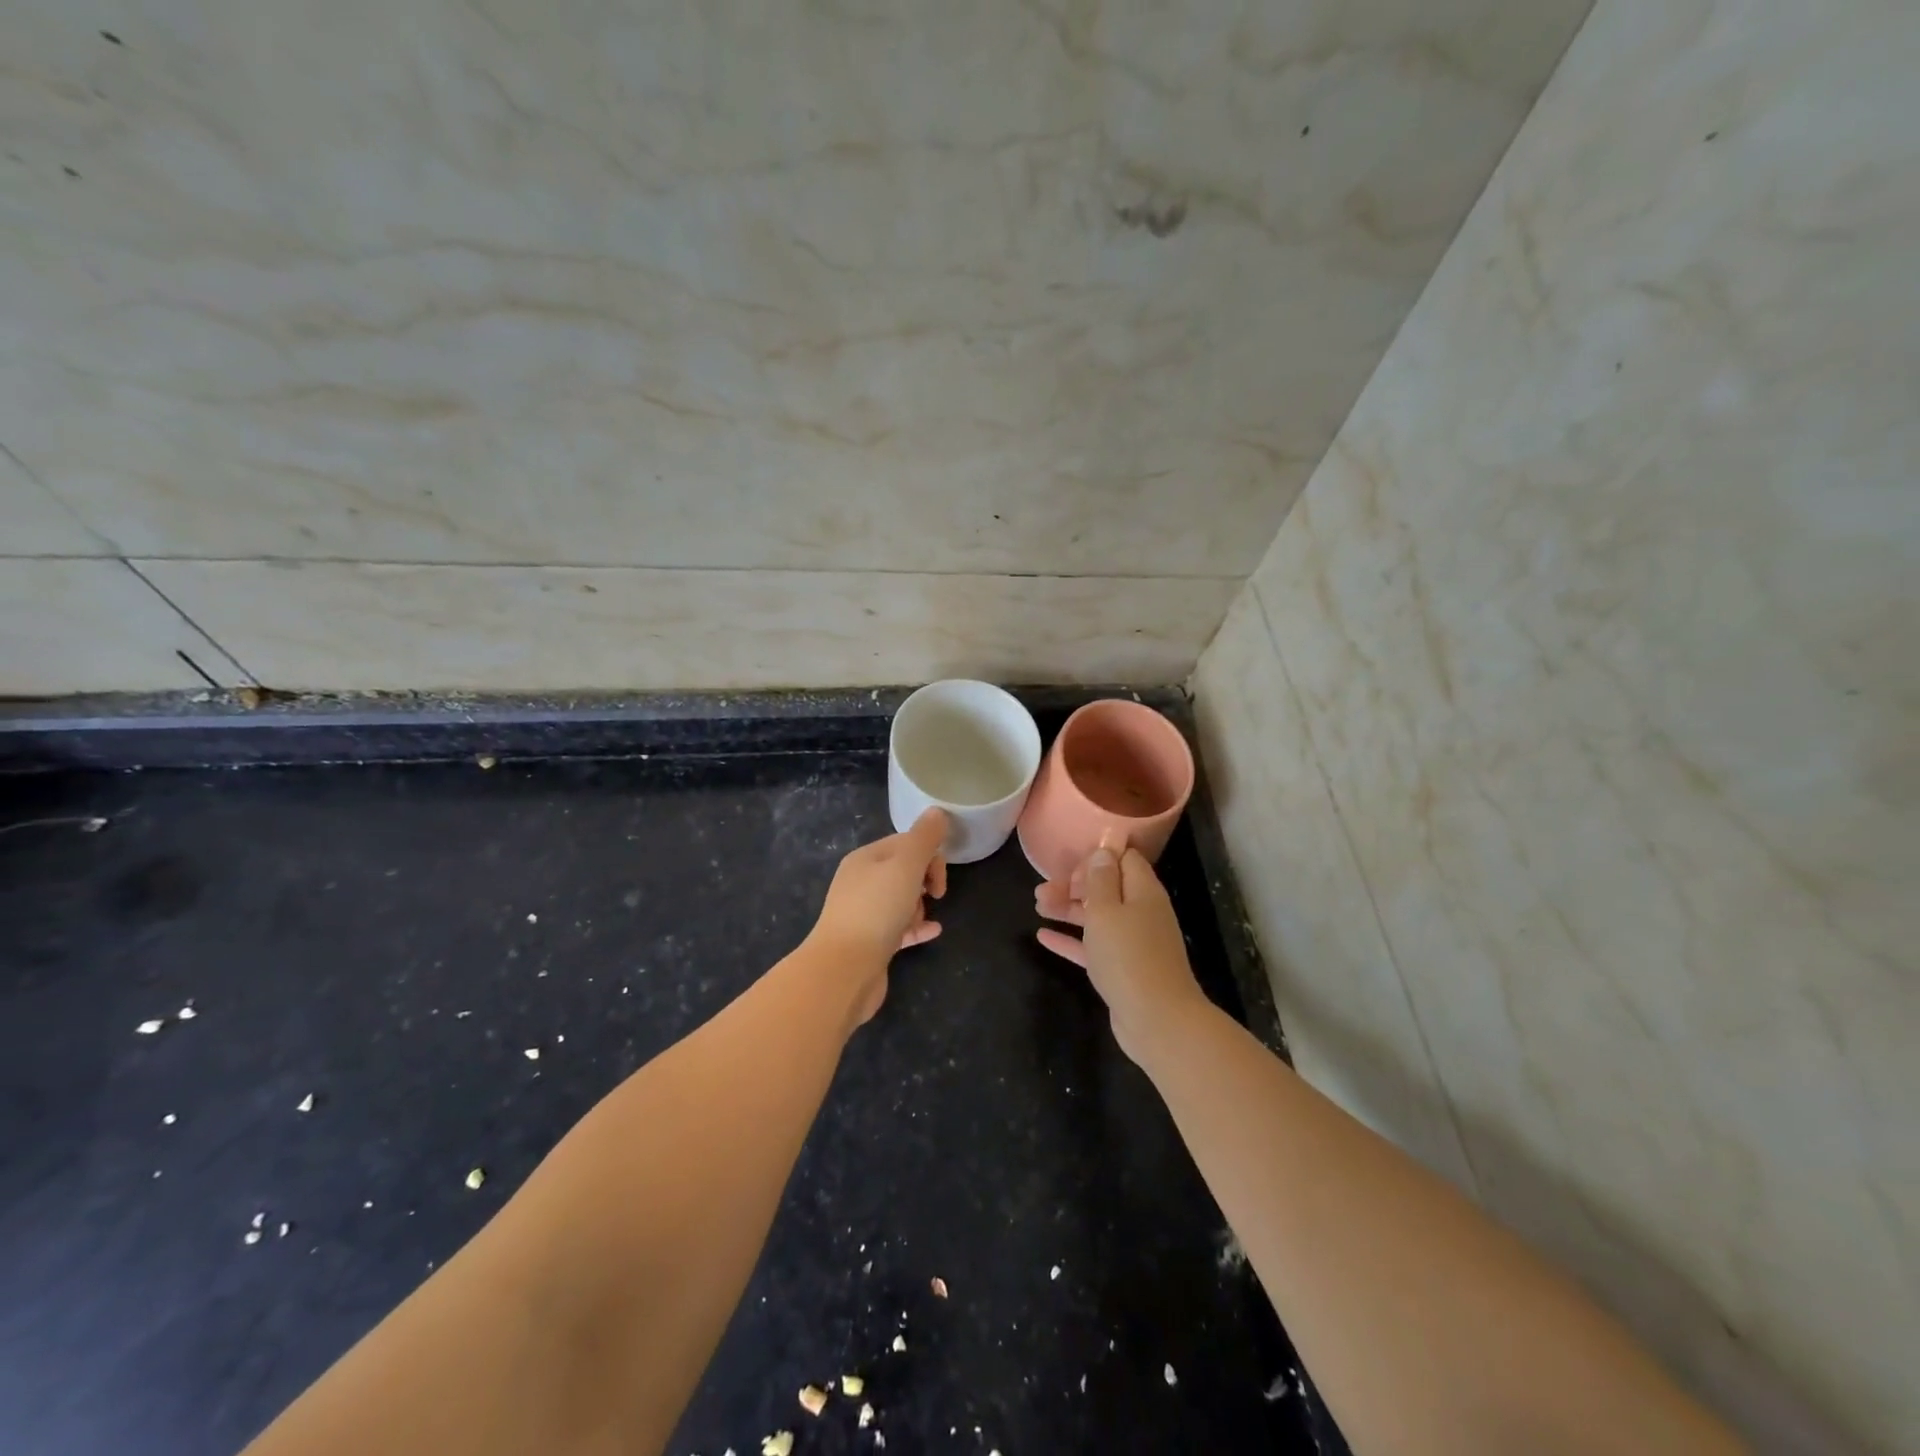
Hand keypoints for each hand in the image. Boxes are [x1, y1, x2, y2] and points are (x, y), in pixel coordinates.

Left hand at [808, 808, 948, 1023]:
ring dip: (919, 906)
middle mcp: (860, 882)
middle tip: (935, 895)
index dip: (929, 855)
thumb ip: (924, 838)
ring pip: (901, 900)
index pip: (905, 843)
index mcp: (865, 859)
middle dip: (925, 880)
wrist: (844, 969)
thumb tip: (937, 811)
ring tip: (921, 919)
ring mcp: (863, 913)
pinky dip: (917, 927)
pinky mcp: (870, 942)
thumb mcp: (906, 865)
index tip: (939, 878)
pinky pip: (899, 928)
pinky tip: (933, 931)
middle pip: (903, 871)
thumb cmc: (876, 909)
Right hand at [1035, 845, 1208, 1063]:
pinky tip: (1043, 937)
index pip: (1124, 859)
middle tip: (1042, 890)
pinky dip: (1071, 940)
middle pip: (1106, 889)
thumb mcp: (1106, 910)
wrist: (1156, 1020)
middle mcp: (1141, 912)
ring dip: (1068, 909)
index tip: (1070, 865)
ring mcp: (1133, 943)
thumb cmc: (1128, 956)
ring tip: (1037, 905)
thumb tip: (1103, 850)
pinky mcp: (1122, 969)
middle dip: (1074, 885)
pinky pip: (1094, 947)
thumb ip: (1101, 879)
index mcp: (1143, 891)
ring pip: (1097, 917)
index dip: (1097, 857)